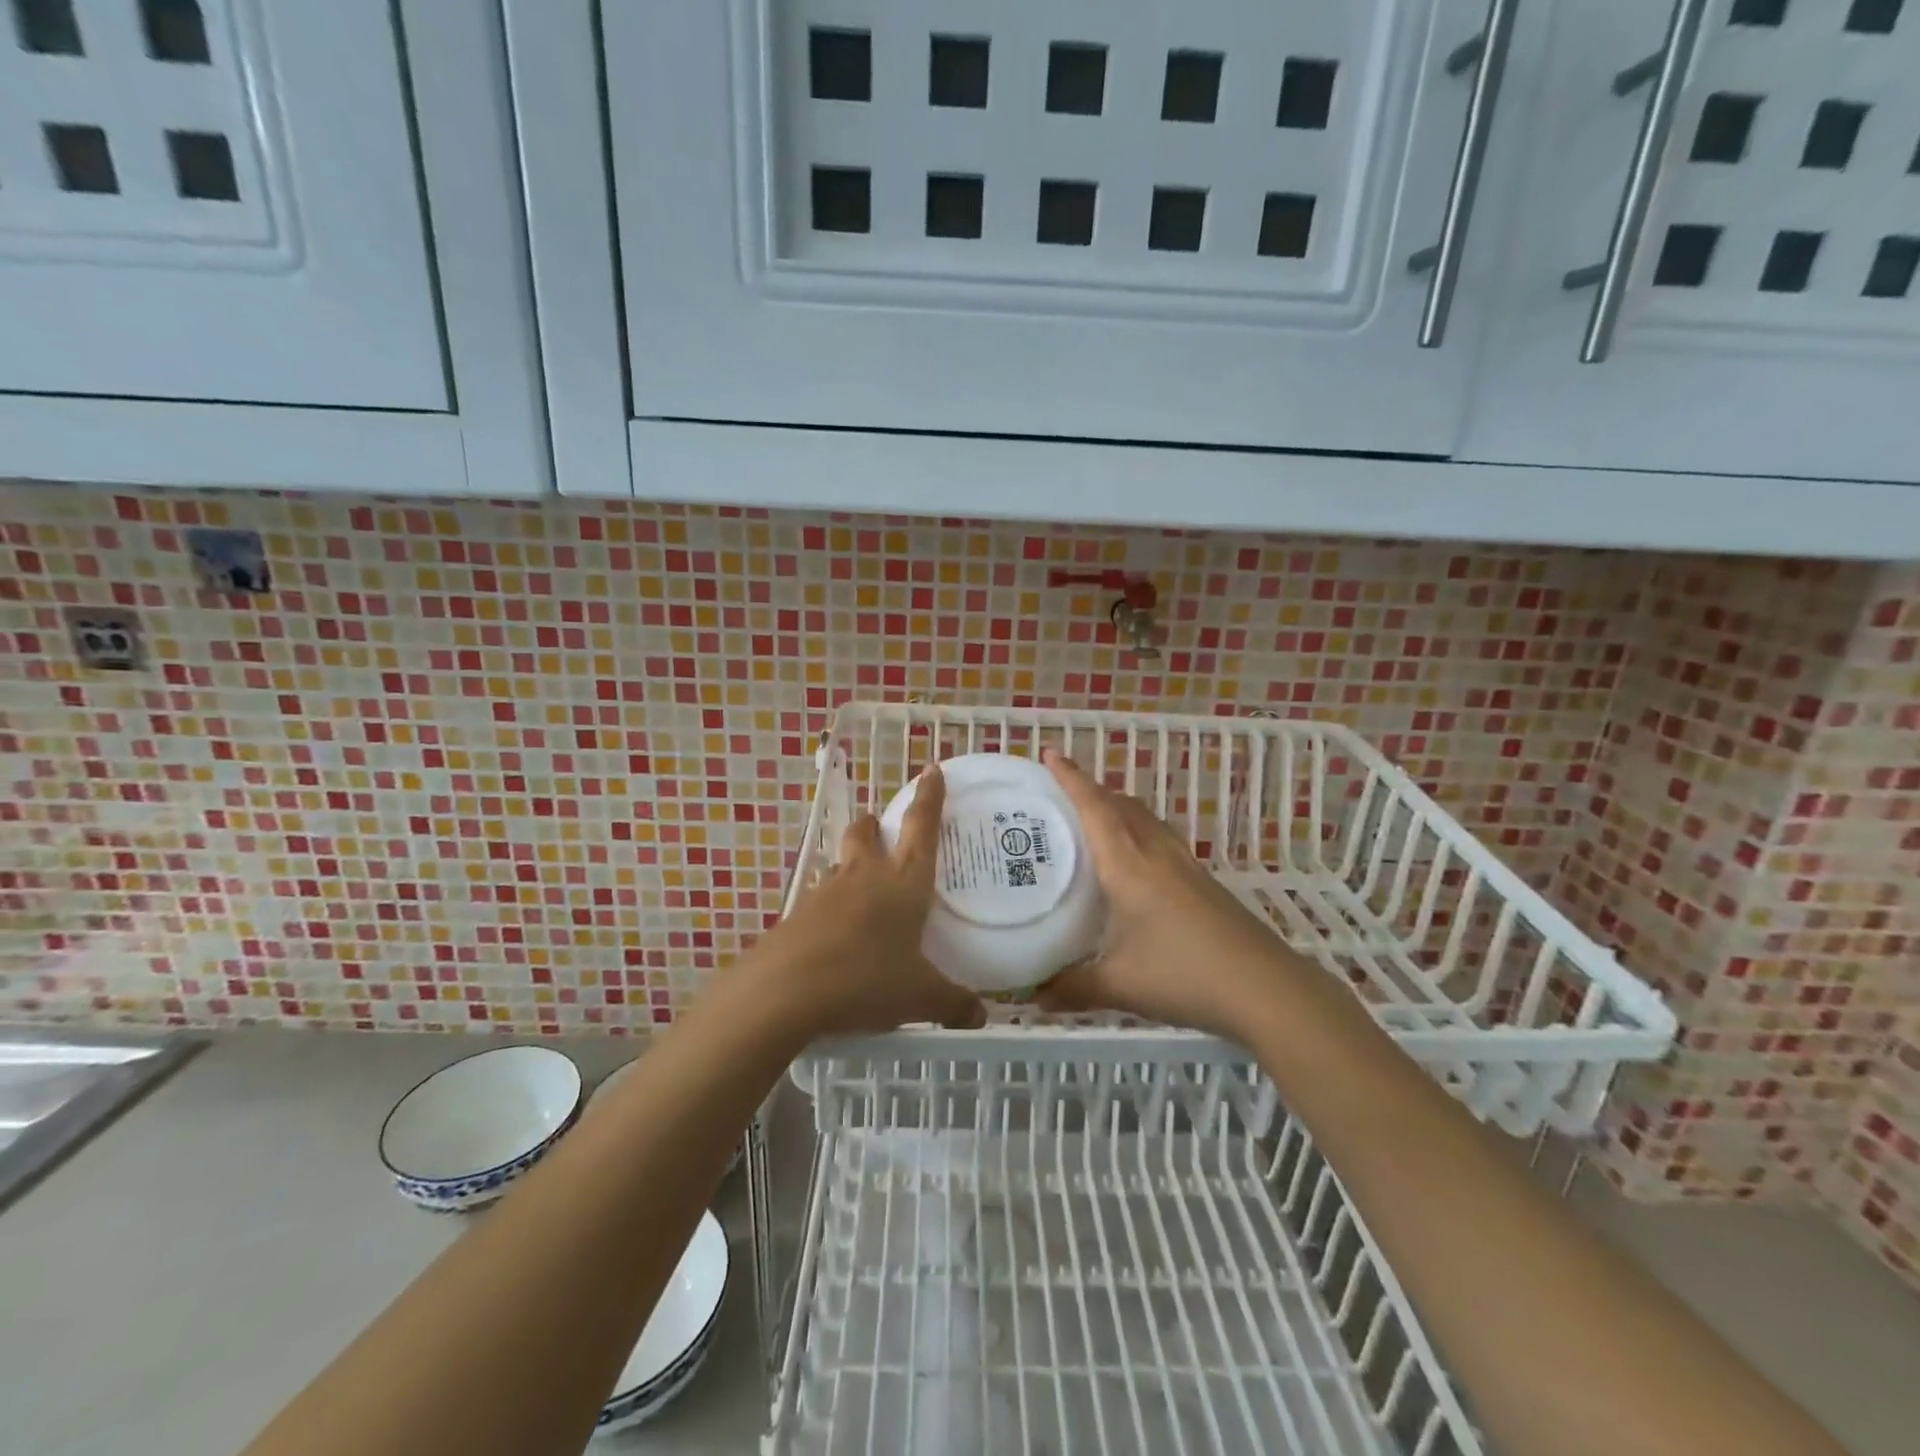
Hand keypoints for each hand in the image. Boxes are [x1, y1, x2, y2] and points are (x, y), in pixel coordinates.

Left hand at [744, 762, 985, 1039]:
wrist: (785, 992)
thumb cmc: (866, 980)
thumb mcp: (919, 997)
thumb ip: (953, 1004)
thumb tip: (981, 1017)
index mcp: (904, 882)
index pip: (922, 826)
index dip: (930, 796)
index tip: (933, 769)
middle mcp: (865, 875)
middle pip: (867, 831)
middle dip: (876, 824)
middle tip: (884, 831)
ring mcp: (827, 891)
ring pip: (842, 862)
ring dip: (853, 864)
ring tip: (865, 891)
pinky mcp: (799, 914)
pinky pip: (822, 898)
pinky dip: (833, 905)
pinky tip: (839, 935)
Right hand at [1037, 749, 1296, 1037]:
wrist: (1265, 989)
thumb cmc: (1184, 976)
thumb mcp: (1119, 985)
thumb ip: (1072, 987)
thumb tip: (1033, 995)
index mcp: (1128, 866)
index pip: (1095, 808)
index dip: (1072, 778)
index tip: (1051, 753)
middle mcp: (1156, 854)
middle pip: (1122, 805)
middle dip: (1092, 790)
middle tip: (1061, 794)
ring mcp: (1185, 866)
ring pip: (1146, 820)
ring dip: (1118, 809)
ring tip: (1094, 821)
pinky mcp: (1203, 882)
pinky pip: (1161, 839)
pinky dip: (1139, 832)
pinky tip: (1135, 864)